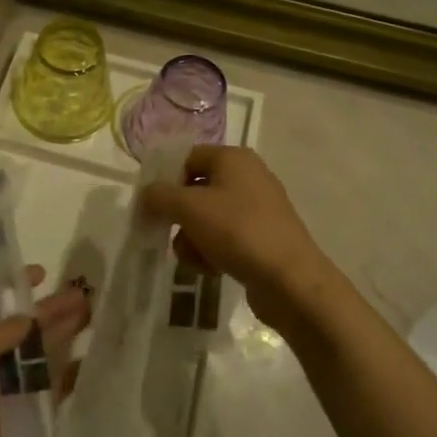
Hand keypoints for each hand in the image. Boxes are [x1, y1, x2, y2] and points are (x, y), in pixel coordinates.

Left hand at [0, 268, 91, 436]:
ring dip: (59, 337)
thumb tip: (30, 320)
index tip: (42, 274)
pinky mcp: (14, 418)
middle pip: (16, 329)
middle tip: (79, 294)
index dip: (10, 287)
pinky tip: (84, 363)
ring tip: (88, 315)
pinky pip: (41, 393)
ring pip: (33, 357)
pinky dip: (62, 379)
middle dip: (46, 312)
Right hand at [140, 145, 340, 335]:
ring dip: (193, 239)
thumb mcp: (189, 208)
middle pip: (196, 190)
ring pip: (207, 218)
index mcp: (233, 158)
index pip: (187, 158)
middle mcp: (248, 176)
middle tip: (169, 234)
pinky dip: (212, 251)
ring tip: (196, 258)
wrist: (290, 279)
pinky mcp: (262, 237)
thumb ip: (159, 196)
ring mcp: (258, 208)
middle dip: (179, 217)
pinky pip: (225, 237)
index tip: (149, 205)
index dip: (165, 179)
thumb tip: (146, 195)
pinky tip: (212, 268)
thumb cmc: (237, 231)